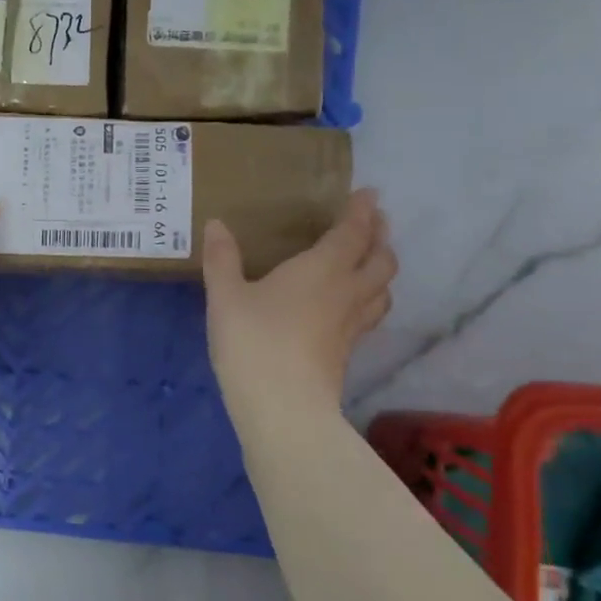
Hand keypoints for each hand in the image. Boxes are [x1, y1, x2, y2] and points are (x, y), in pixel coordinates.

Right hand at [201, 189, 395, 420]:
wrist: (283, 407)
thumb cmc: (254, 341)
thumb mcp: (226, 296)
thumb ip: (222, 259)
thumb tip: (216, 224)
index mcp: (322, 269)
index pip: (353, 233)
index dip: (362, 211)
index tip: (369, 194)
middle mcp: (346, 292)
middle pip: (380, 260)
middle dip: (379, 238)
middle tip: (374, 225)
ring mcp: (351, 326)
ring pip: (383, 290)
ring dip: (382, 270)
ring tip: (371, 263)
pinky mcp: (346, 353)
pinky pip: (369, 315)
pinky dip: (370, 300)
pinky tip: (351, 307)